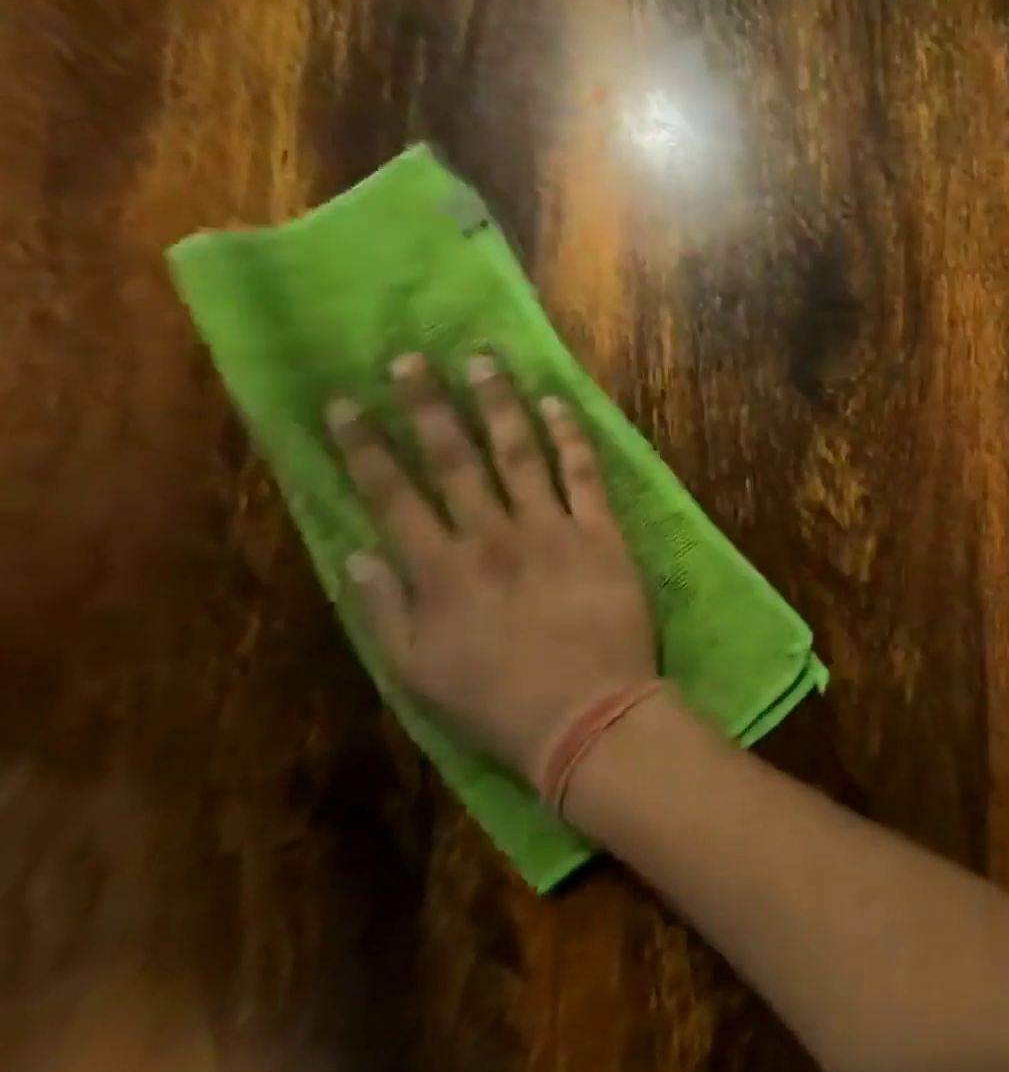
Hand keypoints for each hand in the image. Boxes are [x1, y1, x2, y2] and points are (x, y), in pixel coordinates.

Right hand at [326, 353, 657, 784]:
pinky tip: (558, 403)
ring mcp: (552, 530)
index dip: (364, 446)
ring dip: (498, 404)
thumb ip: (383, 610)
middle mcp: (492, 537)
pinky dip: (571, 436)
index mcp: (439, 571)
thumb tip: (357, 553)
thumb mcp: (416, 671)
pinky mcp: (602, 533)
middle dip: (427, 406)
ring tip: (483, 361)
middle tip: (410, 360)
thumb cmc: (498, 700)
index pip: (392, 494)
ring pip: (520, 453)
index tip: (342, 403)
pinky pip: (584, 474)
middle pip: (454, 459)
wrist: (589, 711)